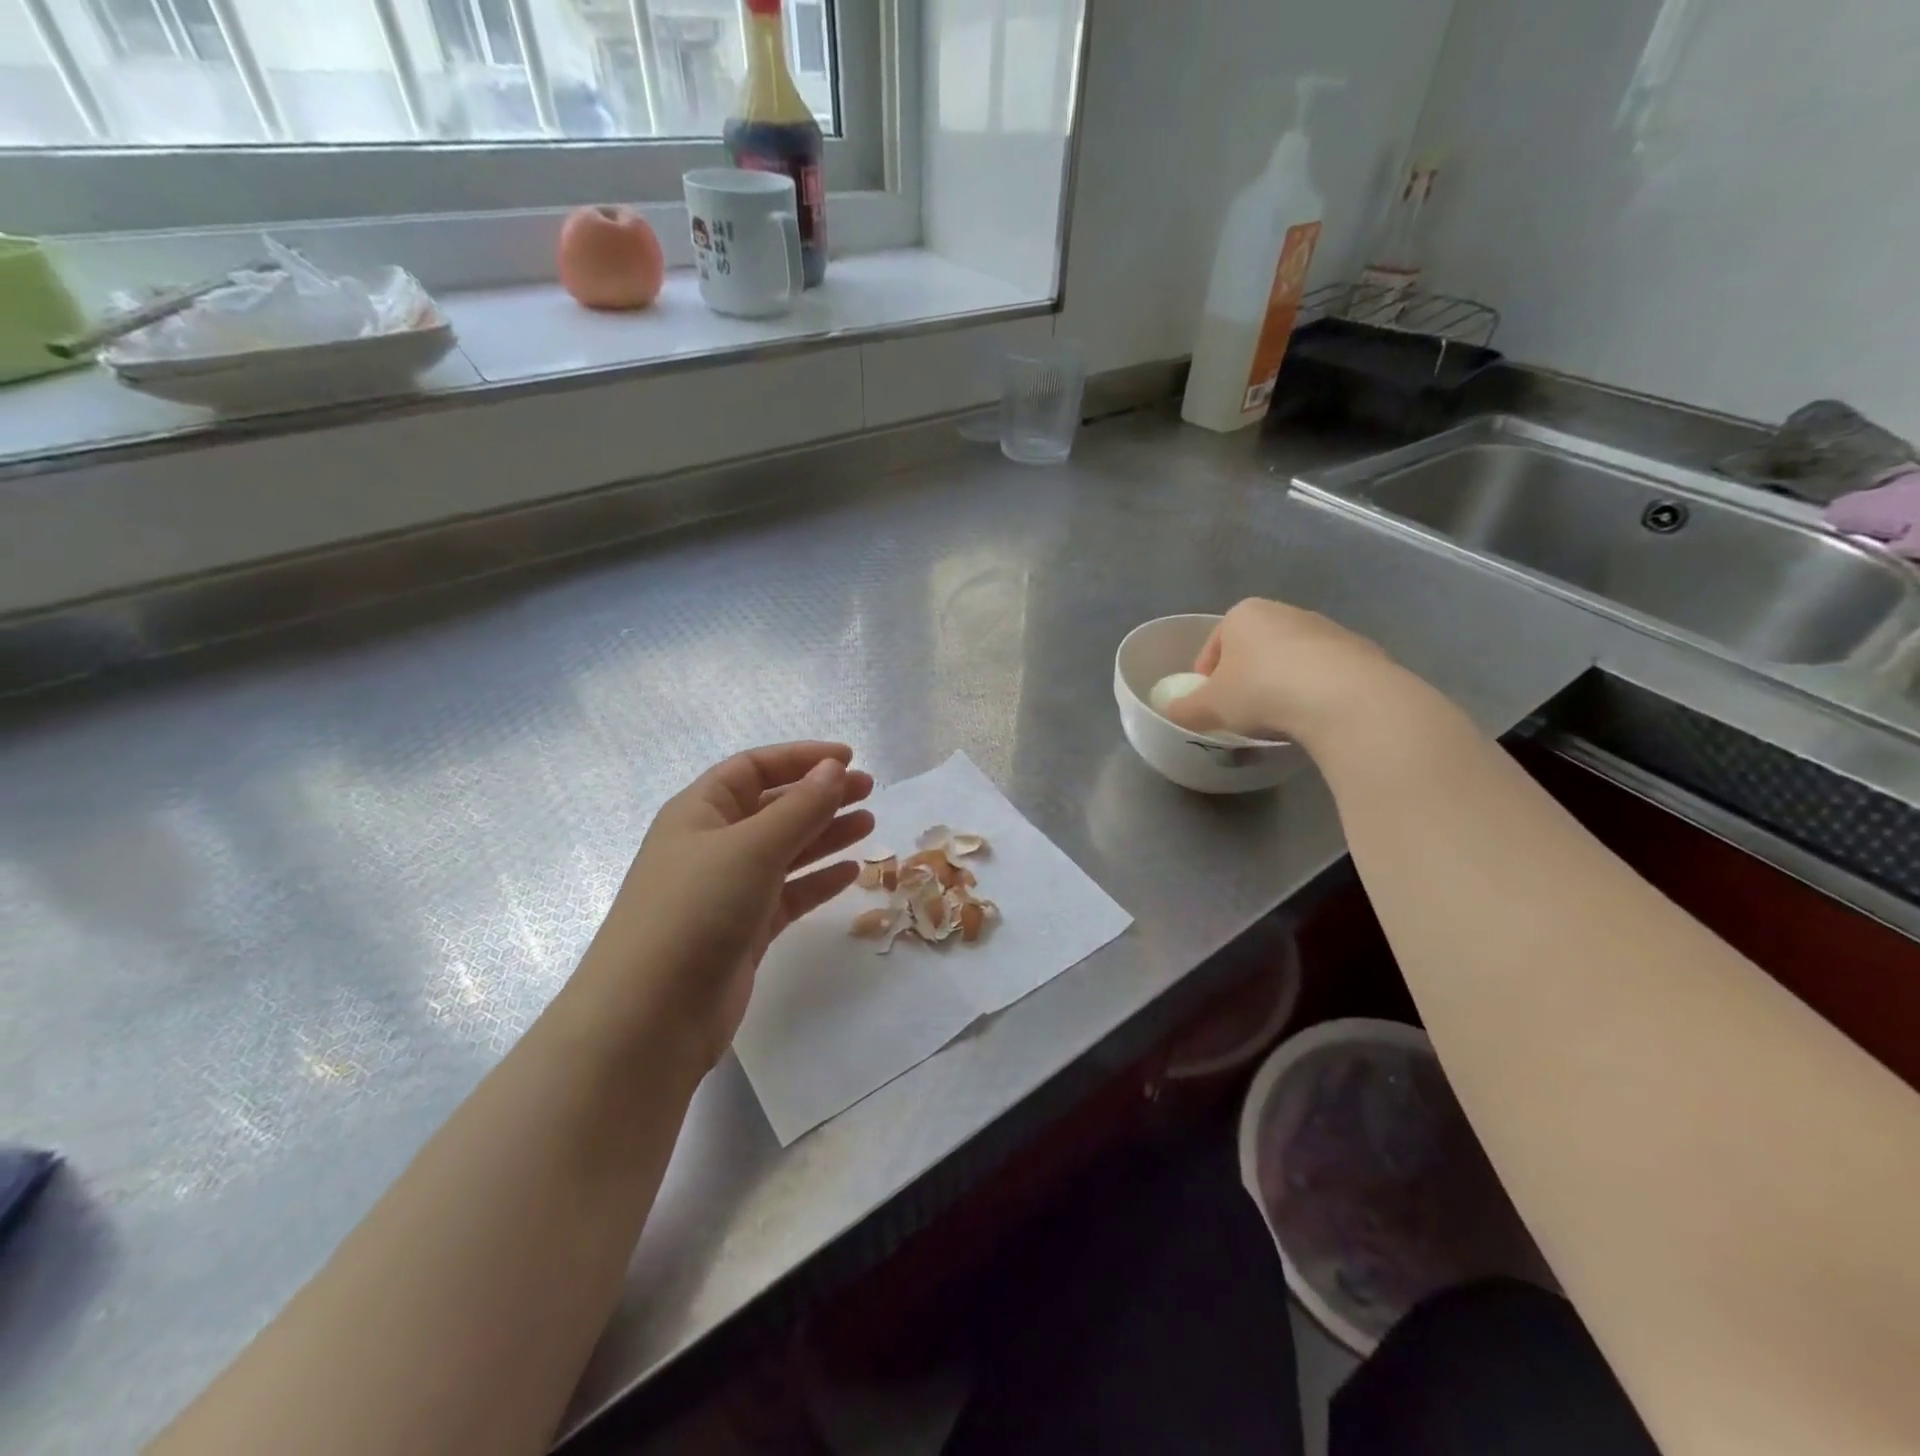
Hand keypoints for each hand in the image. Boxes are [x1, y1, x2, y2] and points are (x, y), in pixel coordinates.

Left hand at [574, 742, 874, 1078]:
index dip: (800, 758)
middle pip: (774, 808)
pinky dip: (818, 880)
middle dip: (820, 795)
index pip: (754, 768)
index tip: (848, 758)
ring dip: (826, 834)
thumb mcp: (751, 847)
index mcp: (699, 812)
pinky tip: (851, 872)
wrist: (651, 1017)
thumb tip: (834, 768)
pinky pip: (788, 893)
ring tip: (869, 824)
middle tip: (869, 791)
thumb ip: (800, 807)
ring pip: (785, 850)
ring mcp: (727, 890)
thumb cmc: (696, 910)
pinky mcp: (743, 930)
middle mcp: (712, 845)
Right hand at [1162, 599, 1407, 745]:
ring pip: (1291, 660)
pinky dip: (1314, 693)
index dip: (1206, 676)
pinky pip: (1325, 675)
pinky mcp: (1361, 651)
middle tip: (1241, 713)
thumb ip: (1184, 709)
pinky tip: (1313, 718)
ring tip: (1279, 720)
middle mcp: (1285, 612)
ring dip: (1281, 685)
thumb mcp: (1209, 707)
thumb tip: (1172, 713)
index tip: (1209, 704)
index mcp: (1244, 614)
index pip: (1214, 643)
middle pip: (1254, 649)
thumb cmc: (1261, 690)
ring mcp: (1327, 629)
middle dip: (1246, 678)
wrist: (1344, 697)